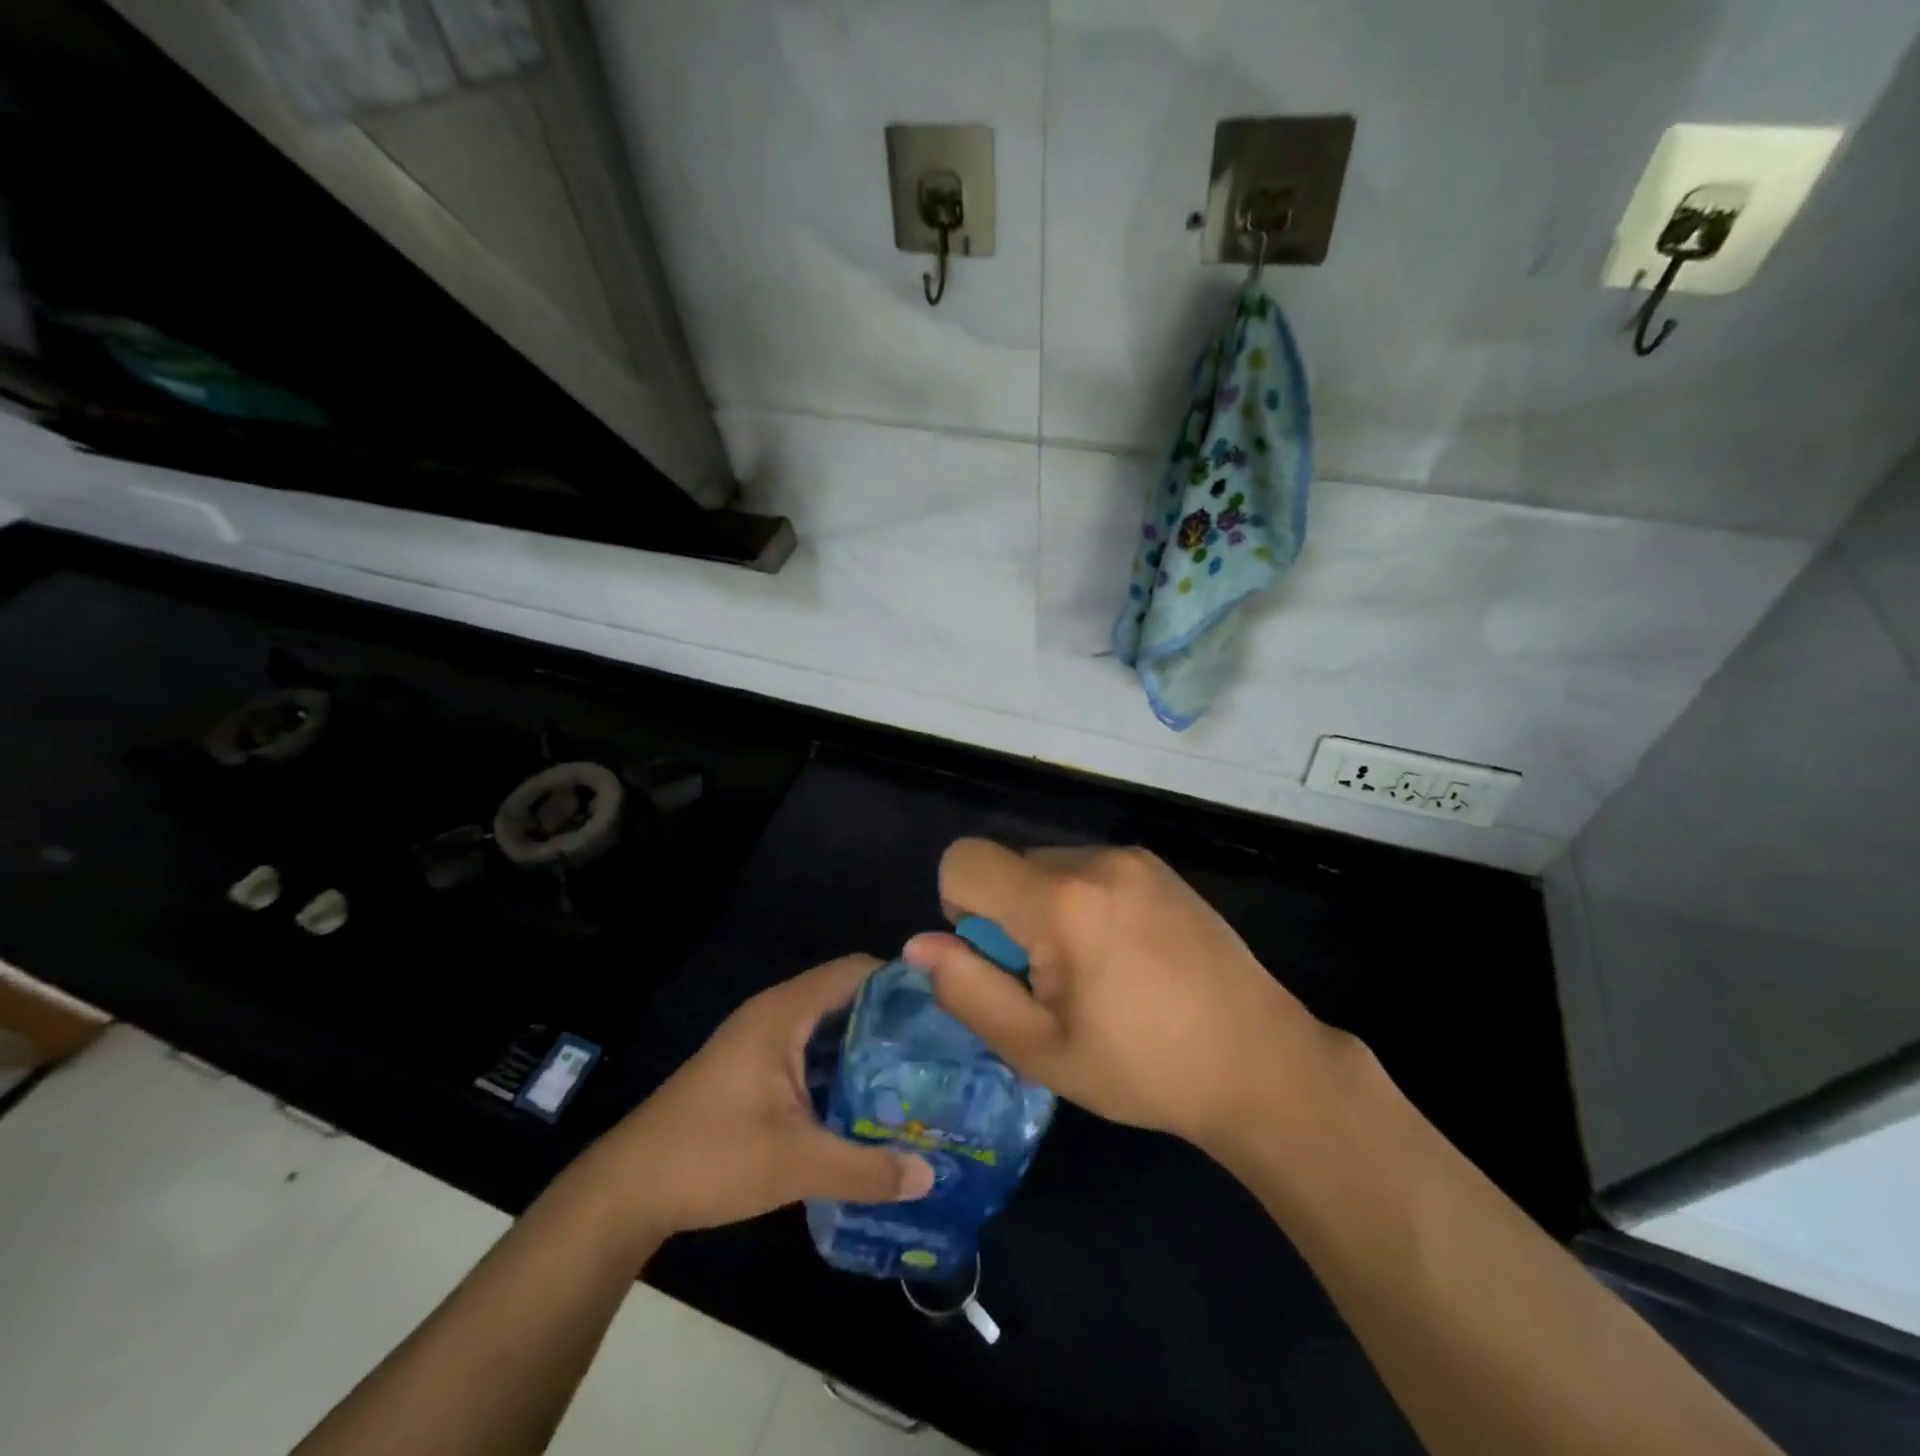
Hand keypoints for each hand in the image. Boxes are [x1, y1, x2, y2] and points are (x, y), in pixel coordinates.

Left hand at [581, 956, 934, 1240]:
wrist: (627, 1190)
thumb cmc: (712, 1156)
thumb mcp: (797, 1164)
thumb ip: (867, 1168)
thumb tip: (930, 1175)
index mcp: (785, 1012)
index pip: (855, 970)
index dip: (900, 980)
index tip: (944, 1007)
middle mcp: (774, 1013)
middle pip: (845, 994)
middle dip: (890, 1016)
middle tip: (937, 1045)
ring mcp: (759, 1039)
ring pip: (826, 1023)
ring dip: (865, 1042)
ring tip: (914, 1069)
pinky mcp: (750, 1066)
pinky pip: (808, 1047)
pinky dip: (839, 1061)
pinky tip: (866, 1096)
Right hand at [906, 840, 1348, 1156]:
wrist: (1261, 1063)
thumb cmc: (1143, 1068)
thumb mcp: (1040, 1050)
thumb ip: (968, 991)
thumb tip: (919, 945)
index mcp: (1061, 901)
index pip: (964, 860)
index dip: (959, 909)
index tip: (1000, 961)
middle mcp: (1095, 860)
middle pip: (1008, 865)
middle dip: (1007, 916)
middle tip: (1053, 983)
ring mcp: (1133, 859)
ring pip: (1047, 867)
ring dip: (1045, 910)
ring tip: (1095, 974)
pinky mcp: (1159, 868)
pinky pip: (1088, 870)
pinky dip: (1081, 903)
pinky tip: (1125, 957)